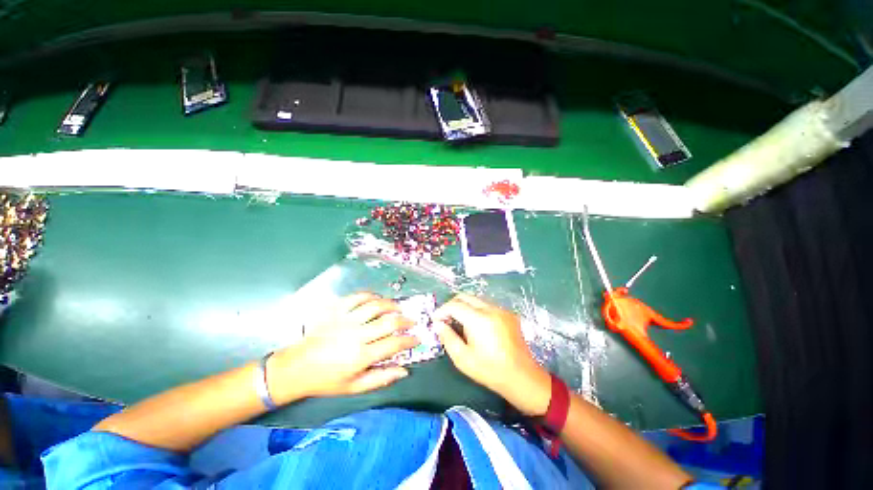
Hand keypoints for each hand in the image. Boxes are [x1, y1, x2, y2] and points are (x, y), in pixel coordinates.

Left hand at [267, 293, 417, 402]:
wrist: (297, 367)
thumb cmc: (327, 380)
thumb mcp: (355, 387)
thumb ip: (381, 378)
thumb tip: (404, 370)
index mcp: (361, 356)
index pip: (394, 344)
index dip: (409, 340)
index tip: (417, 338)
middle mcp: (356, 335)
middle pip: (389, 322)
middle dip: (405, 321)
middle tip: (411, 322)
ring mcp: (346, 320)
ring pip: (375, 306)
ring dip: (391, 305)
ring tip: (398, 308)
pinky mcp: (336, 311)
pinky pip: (357, 297)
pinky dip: (371, 296)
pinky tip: (377, 299)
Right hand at [435, 294, 550, 416]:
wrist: (522, 377)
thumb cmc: (490, 370)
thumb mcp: (463, 358)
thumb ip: (447, 338)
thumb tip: (438, 324)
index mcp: (479, 319)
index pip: (455, 305)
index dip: (442, 310)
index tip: (435, 319)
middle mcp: (491, 309)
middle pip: (465, 297)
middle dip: (452, 305)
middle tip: (445, 319)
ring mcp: (501, 310)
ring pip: (476, 299)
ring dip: (464, 306)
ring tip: (458, 322)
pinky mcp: (508, 314)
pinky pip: (487, 305)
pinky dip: (476, 310)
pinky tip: (475, 325)